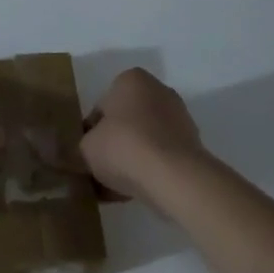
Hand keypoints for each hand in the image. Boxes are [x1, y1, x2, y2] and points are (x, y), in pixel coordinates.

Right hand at [80, 68, 206, 206]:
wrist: (173, 177)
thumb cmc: (124, 147)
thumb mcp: (85, 147)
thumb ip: (81, 146)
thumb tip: (84, 152)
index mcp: (131, 80)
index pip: (102, 106)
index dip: (90, 132)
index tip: (86, 153)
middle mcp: (158, 91)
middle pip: (125, 122)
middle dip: (113, 144)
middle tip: (99, 169)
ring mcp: (178, 119)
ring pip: (144, 141)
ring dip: (130, 159)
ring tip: (113, 187)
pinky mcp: (191, 146)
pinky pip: (160, 157)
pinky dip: (148, 170)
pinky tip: (132, 192)